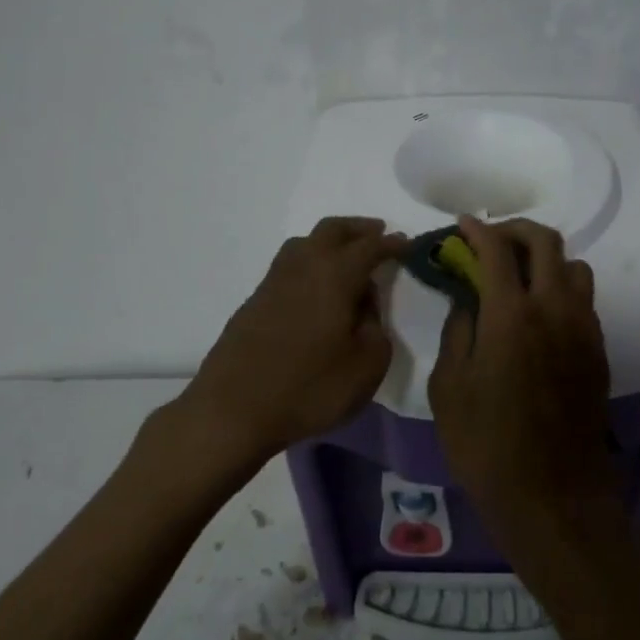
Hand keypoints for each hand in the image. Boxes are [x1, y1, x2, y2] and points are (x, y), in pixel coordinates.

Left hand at [179, 216, 407, 465]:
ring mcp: (273, 282)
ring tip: (347, 257)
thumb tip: (365, 306)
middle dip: (359, 228)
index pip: (369, 246)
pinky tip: (317, 287)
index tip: (408, 245)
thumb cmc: (308, 389)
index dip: (391, 244)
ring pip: (304, 243)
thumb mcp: (366, 366)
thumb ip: (376, 328)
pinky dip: (310, 262)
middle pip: (332, 230)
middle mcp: (303, 267)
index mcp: (334, 275)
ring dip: (330, 241)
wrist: (231, 411)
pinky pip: (289, 265)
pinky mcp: (255, 301)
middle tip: (379, 235)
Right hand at [427, 216, 617, 543]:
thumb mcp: (449, 388)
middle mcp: (554, 309)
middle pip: (546, 242)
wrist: (553, 496)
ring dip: (546, 259)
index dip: (477, 230)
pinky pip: (583, 300)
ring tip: (520, 277)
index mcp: (511, 315)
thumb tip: (468, 301)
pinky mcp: (598, 350)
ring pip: (574, 267)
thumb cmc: (487, 445)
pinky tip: (539, 316)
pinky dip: (561, 289)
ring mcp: (583, 328)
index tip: (463, 225)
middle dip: (516, 231)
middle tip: (492, 241)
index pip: (497, 250)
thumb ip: (458, 331)